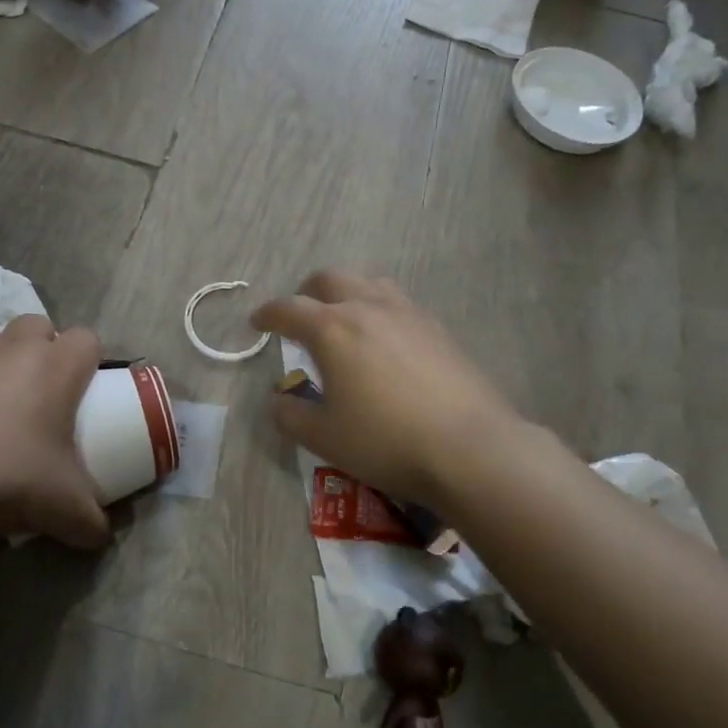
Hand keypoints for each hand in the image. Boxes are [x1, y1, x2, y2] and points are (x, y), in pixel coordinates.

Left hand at [0, 315, 110, 547]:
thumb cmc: (10, 474)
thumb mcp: (64, 506)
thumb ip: (90, 520)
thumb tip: (101, 535)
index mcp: (58, 366)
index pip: (87, 339)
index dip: (90, 360)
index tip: (87, 391)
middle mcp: (16, 346)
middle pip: (40, 326)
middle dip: (44, 350)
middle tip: (43, 395)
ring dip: (2, 361)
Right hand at [252, 271, 525, 508]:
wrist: (469, 447)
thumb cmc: (385, 441)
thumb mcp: (323, 437)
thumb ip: (290, 414)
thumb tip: (279, 399)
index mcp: (332, 329)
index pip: (289, 310)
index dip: (267, 314)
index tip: (257, 322)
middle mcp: (368, 308)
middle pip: (330, 279)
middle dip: (306, 292)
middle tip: (300, 317)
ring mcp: (408, 313)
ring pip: (369, 283)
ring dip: (347, 294)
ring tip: (344, 321)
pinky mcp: (437, 328)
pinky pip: (398, 303)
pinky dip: (379, 309)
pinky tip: (385, 340)